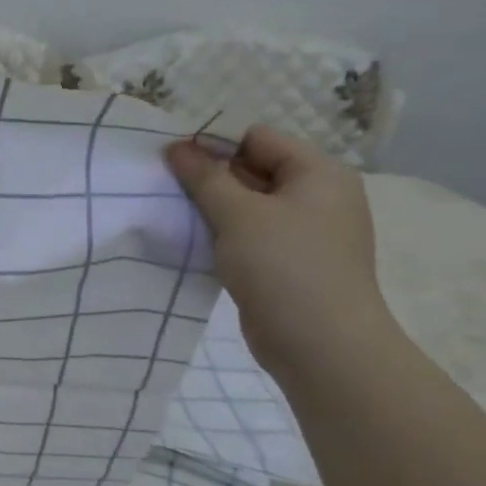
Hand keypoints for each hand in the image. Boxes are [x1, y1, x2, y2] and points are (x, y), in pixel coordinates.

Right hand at [165, 125, 390, 376]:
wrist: (321, 346)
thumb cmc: (284, 266)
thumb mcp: (238, 214)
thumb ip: (205, 177)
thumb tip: (176, 147)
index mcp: (318, 173)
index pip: (258, 139)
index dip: (214, 144)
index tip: (171, 159)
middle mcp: (317, 196)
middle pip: (253, 170)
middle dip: (209, 177)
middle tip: (163, 185)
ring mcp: (305, 232)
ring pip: (248, 206)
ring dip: (212, 208)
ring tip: (173, 213)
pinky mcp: (289, 263)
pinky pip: (250, 235)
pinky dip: (223, 235)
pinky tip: (194, 242)